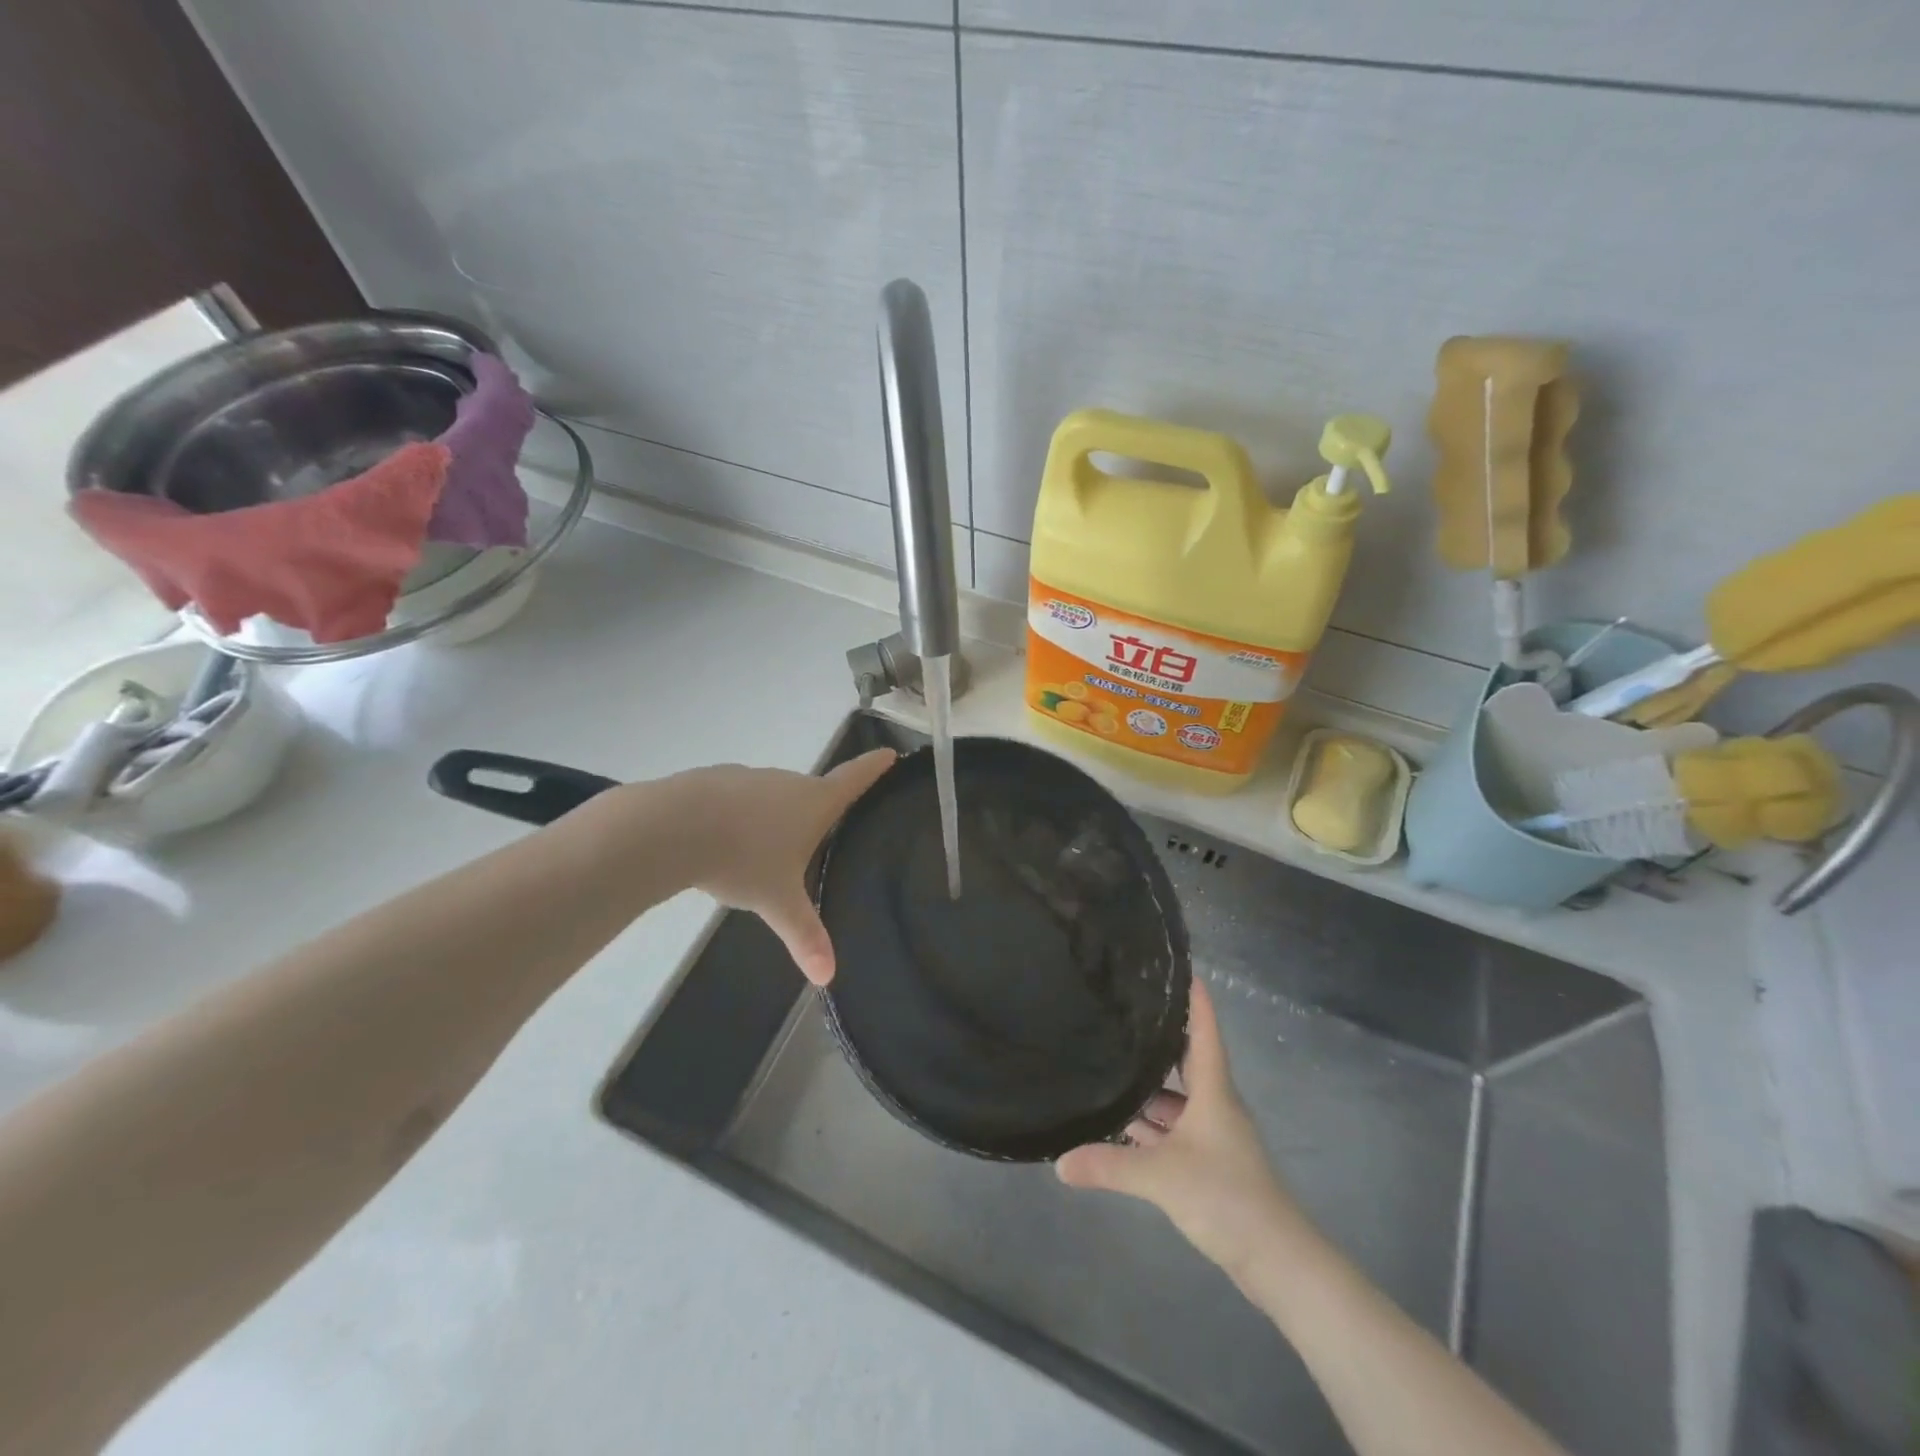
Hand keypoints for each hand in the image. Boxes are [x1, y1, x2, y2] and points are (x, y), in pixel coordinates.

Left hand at [672, 748, 894, 985]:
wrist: (672, 827)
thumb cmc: (743, 859)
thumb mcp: (778, 902)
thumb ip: (804, 935)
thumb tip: (827, 976)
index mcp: (813, 802)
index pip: (853, 779)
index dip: (874, 767)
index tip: (888, 753)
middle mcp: (785, 781)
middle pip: (810, 790)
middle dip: (814, 809)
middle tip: (816, 835)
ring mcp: (747, 777)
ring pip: (769, 796)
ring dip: (771, 816)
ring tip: (760, 851)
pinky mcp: (711, 780)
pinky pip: (734, 799)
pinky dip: (736, 816)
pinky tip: (720, 843)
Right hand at [1057, 979, 1301, 1277]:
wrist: (1277, 1262)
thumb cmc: (1226, 1197)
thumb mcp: (1162, 1177)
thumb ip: (1109, 1165)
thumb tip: (1059, 1162)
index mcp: (1213, 1092)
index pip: (1205, 1033)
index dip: (1196, 1000)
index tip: (1181, 968)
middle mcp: (1215, 1107)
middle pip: (1186, 1062)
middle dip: (1159, 1040)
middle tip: (1124, 1014)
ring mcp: (1213, 1137)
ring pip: (1177, 1101)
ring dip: (1148, 1090)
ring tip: (1108, 1066)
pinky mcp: (1209, 1166)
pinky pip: (1174, 1131)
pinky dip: (1150, 1127)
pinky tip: (1121, 1127)